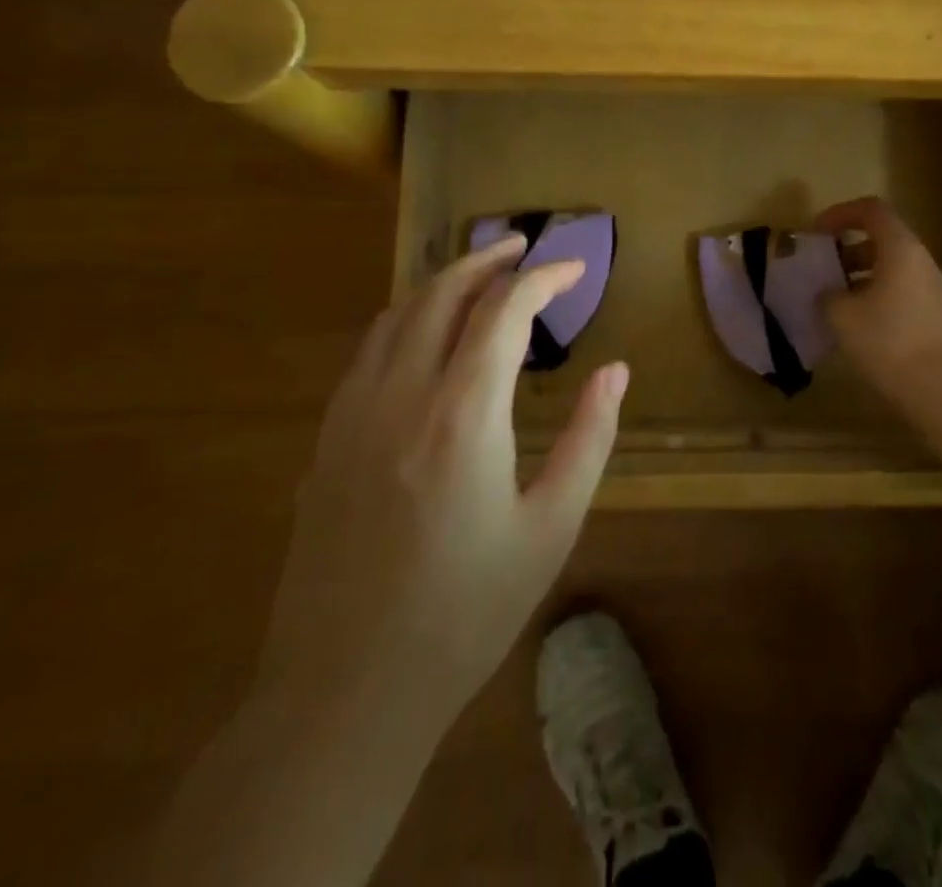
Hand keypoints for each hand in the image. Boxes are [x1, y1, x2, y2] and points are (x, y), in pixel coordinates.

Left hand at [257, 234, 626, 738]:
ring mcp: (352, 415)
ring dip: (441, 283)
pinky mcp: (326, 440)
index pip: (505, 311)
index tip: (575, 270)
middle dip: (487, 260)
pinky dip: (406, 320)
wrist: (344, 694)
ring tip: (479, 276)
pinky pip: (369, 351)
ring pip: (397, 315)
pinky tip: (426, 336)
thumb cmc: (465, 612)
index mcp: (463, 414)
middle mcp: (401, 395)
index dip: (544, 278)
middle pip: (442, 293)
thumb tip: (615, 370)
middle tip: (523, 246)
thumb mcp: (551, 528)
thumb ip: (589, 438)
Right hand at [814, 195, 941, 413]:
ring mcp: (933, 290)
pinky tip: (857, 325)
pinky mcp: (936, 317)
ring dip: (860, 276)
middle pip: (882, 239)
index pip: (871, 210)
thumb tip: (827, 294)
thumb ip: (828, 295)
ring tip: (834, 299)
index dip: (840, 214)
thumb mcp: (842, 316)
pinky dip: (876, 296)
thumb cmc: (888, 341)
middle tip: (822, 268)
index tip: (816, 233)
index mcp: (900, 249)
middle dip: (847, 249)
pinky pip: (901, 292)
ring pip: (891, 268)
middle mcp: (921, 262)